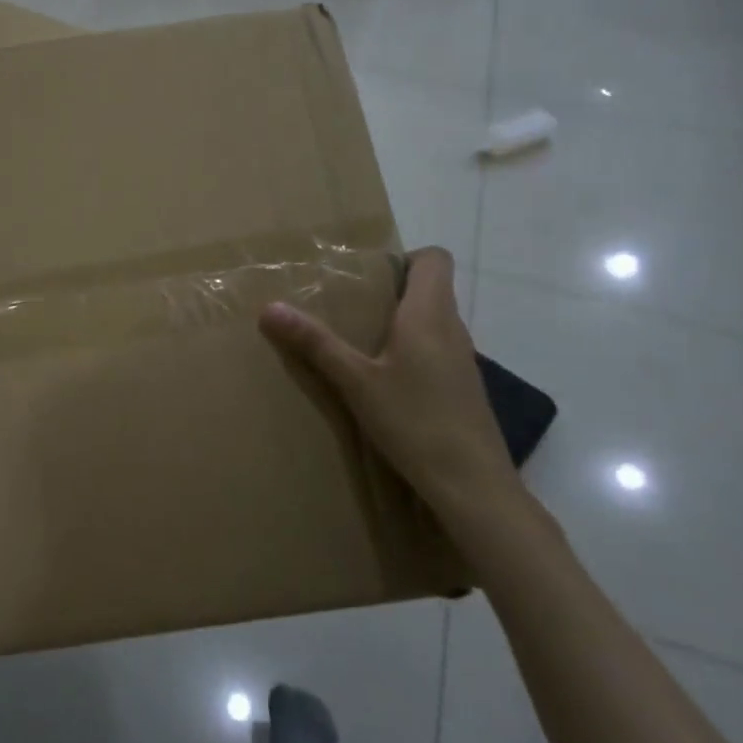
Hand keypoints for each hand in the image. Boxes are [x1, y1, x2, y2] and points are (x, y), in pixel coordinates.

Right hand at [259, 247, 530, 541]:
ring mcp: (463, 360)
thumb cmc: (415, 422)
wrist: (472, 485)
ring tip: (358, 341)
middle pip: (430, 288)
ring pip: (433, 322)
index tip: (367, 275)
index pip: (435, 258)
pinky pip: (436, 351)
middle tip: (347, 306)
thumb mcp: (355, 382)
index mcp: (430, 315)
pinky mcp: (463, 388)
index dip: (404, 257)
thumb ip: (315, 343)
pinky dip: (411, 352)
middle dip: (390, 291)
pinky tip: (383, 381)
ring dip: (399, 323)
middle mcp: (453, 329)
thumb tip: (270, 308)